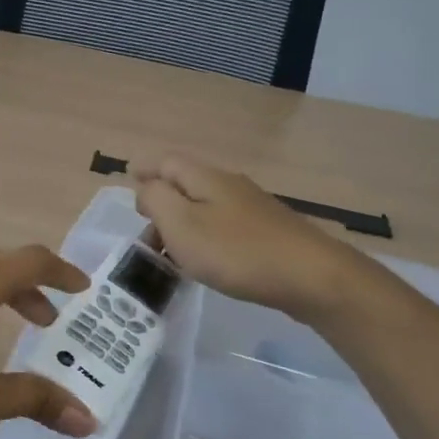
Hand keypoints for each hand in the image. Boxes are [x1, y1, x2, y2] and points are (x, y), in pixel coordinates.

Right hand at [132, 154, 365, 315]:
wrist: (310, 276)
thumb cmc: (236, 251)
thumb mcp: (181, 224)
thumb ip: (156, 200)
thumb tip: (146, 188)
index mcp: (205, 178)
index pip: (166, 161)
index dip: (145, 168)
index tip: (128, 177)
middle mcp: (229, 184)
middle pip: (186, 181)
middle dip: (161, 199)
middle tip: (144, 229)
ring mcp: (252, 207)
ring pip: (204, 205)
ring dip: (182, 221)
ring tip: (169, 251)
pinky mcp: (267, 231)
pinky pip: (223, 224)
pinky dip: (204, 235)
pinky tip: (205, 259)